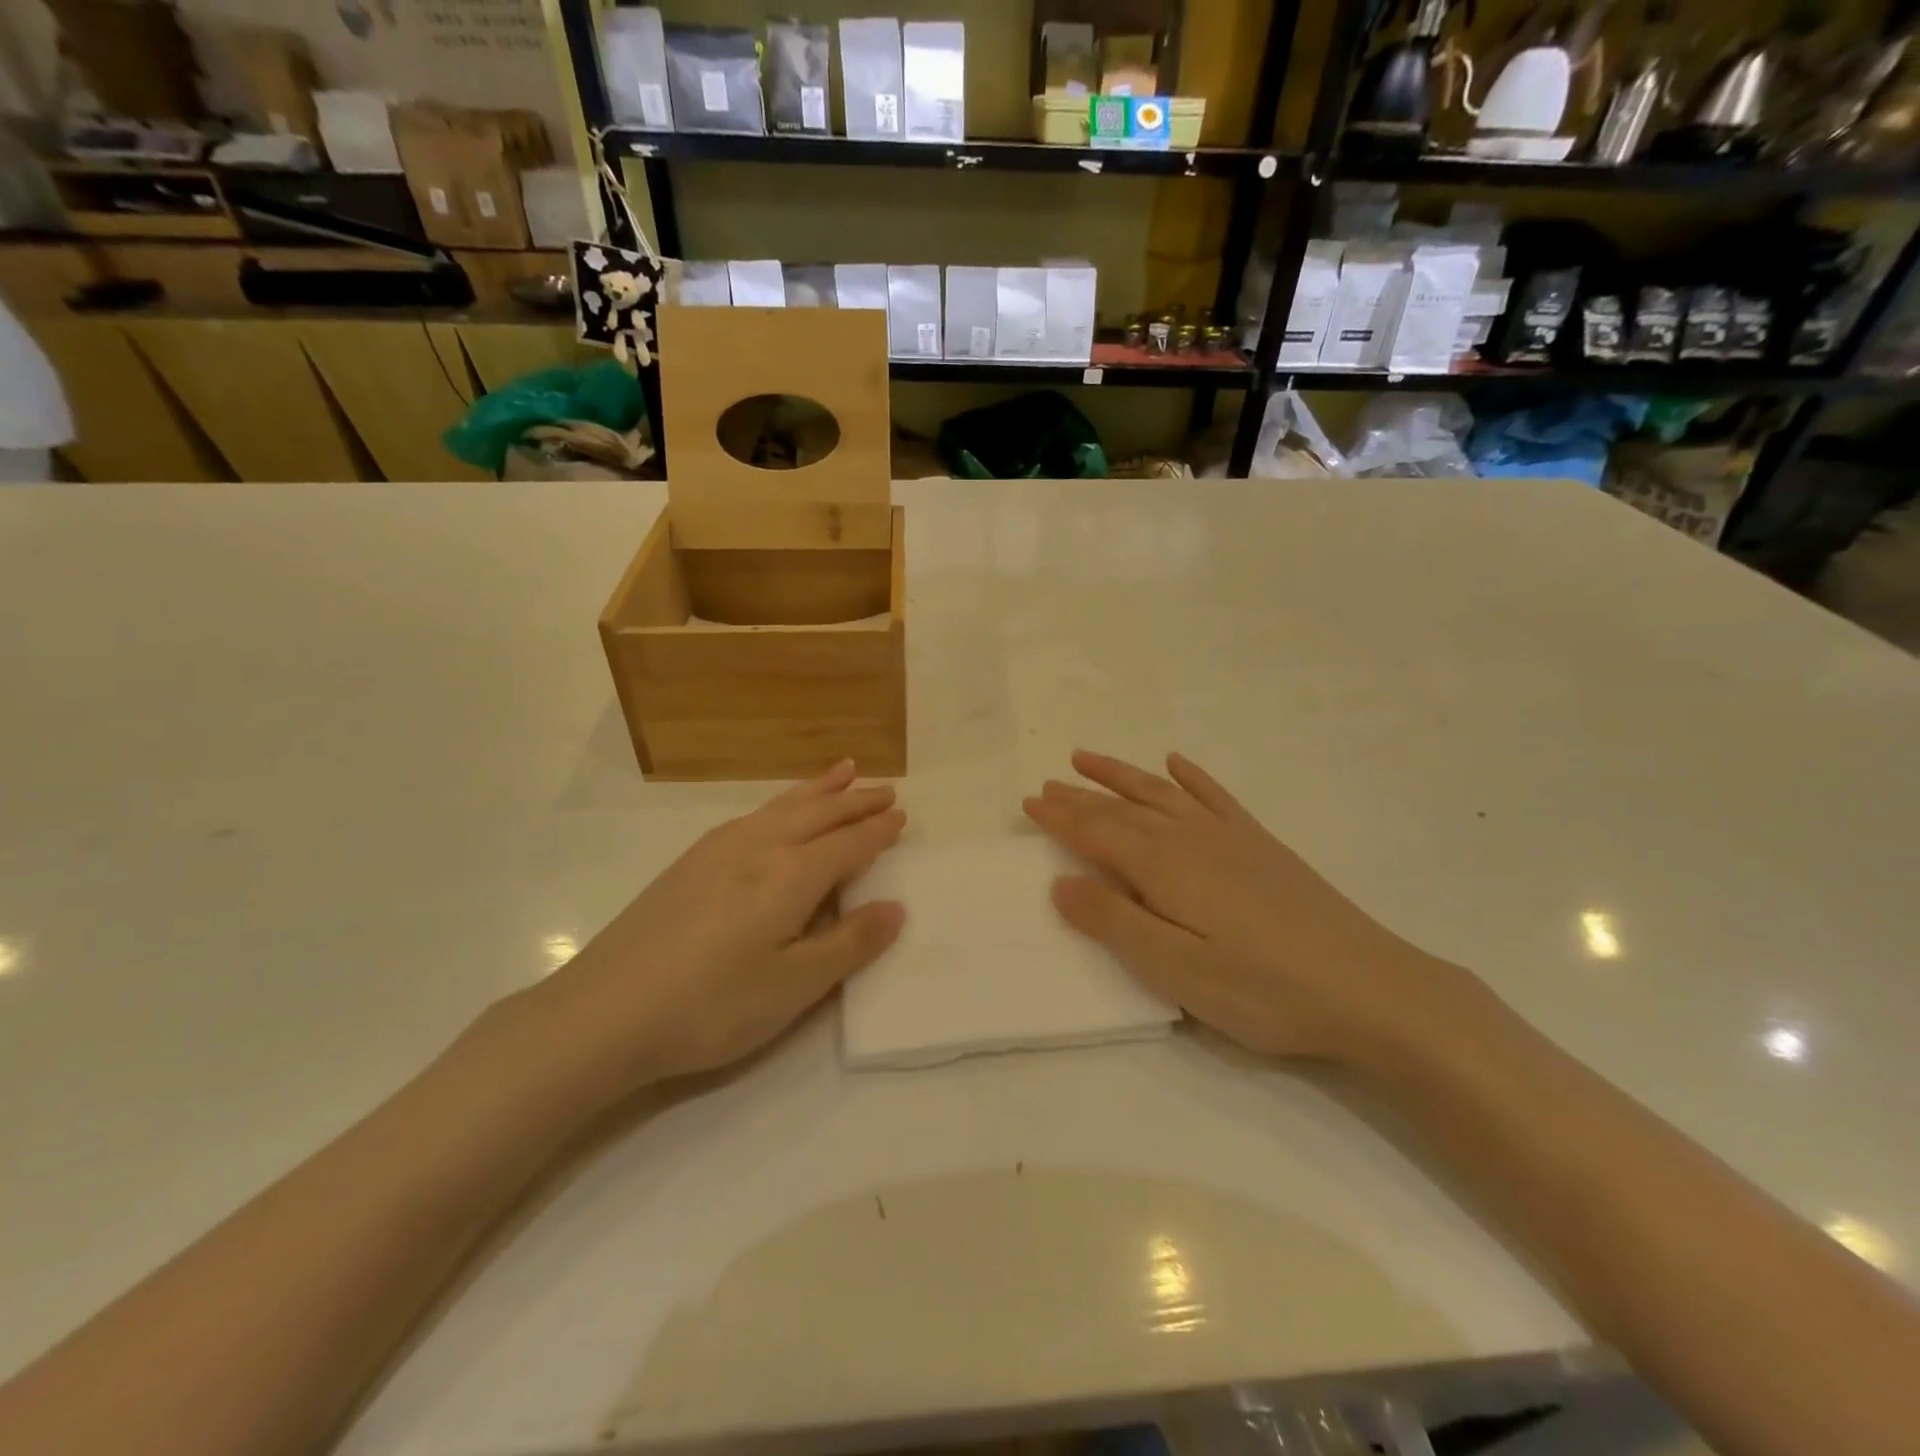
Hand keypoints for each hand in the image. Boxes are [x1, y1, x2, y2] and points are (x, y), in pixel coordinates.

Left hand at [529, 761, 905, 1104]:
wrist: (602, 1013)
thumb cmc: (711, 1006)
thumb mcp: (793, 987)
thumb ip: (849, 944)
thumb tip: (896, 907)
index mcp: (791, 876)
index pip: (848, 844)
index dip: (878, 830)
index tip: (902, 815)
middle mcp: (759, 848)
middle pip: (819, 814)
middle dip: (855, 800)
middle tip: (886, 787)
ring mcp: (719, 850)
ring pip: (783, 806)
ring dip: (818, 789)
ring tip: (843, 771)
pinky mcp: (690, 862)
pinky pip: (753, 814)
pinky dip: (781, 801)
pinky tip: (776, 810)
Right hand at [1023, 750, 1460, 1064]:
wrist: (1369, 988)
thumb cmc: (1263, 989)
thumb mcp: (1176, 970)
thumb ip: (1115, 923)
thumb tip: (1061, 883)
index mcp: (1164, 867)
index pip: (1096, 833)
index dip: (1060, 817)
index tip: (1029, 803)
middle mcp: (1190, 838)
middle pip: (1122, 808)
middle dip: (1080, 796)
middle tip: (1047, 783)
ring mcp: (1229, 837)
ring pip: (1161, 793)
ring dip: (1121, 775)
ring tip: (1087, 758)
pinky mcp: (1261, 845)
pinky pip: (1215, 796)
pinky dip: (1191, 777)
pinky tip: (1178, 764)